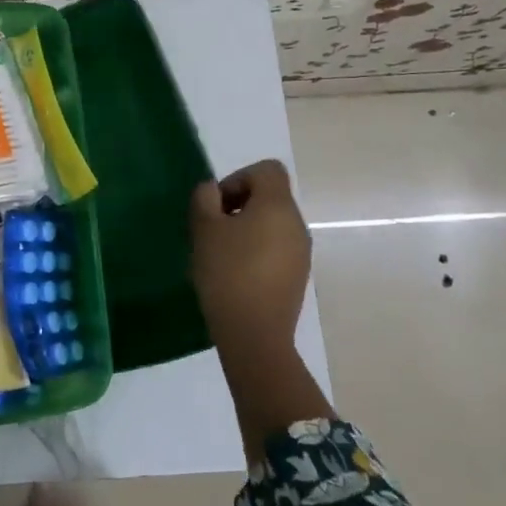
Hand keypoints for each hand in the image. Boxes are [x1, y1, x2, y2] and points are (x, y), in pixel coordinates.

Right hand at [189, 159, 311, 370]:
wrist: (254, 336)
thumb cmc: (227, 273)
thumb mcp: (204, 229)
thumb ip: (205, 199)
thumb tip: (213, 190)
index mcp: (278, 206)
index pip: (267, 169)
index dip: (239, 177)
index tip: (218, 204)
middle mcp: (297, 224)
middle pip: (271, 196)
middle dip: (240, 204)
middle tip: (213, 228)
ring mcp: (301, 252)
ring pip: (273, 223)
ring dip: (247, 228)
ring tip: (222, 252)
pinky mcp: (298, 276)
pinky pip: (277, 248)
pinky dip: (258, 250)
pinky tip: (236, 273)